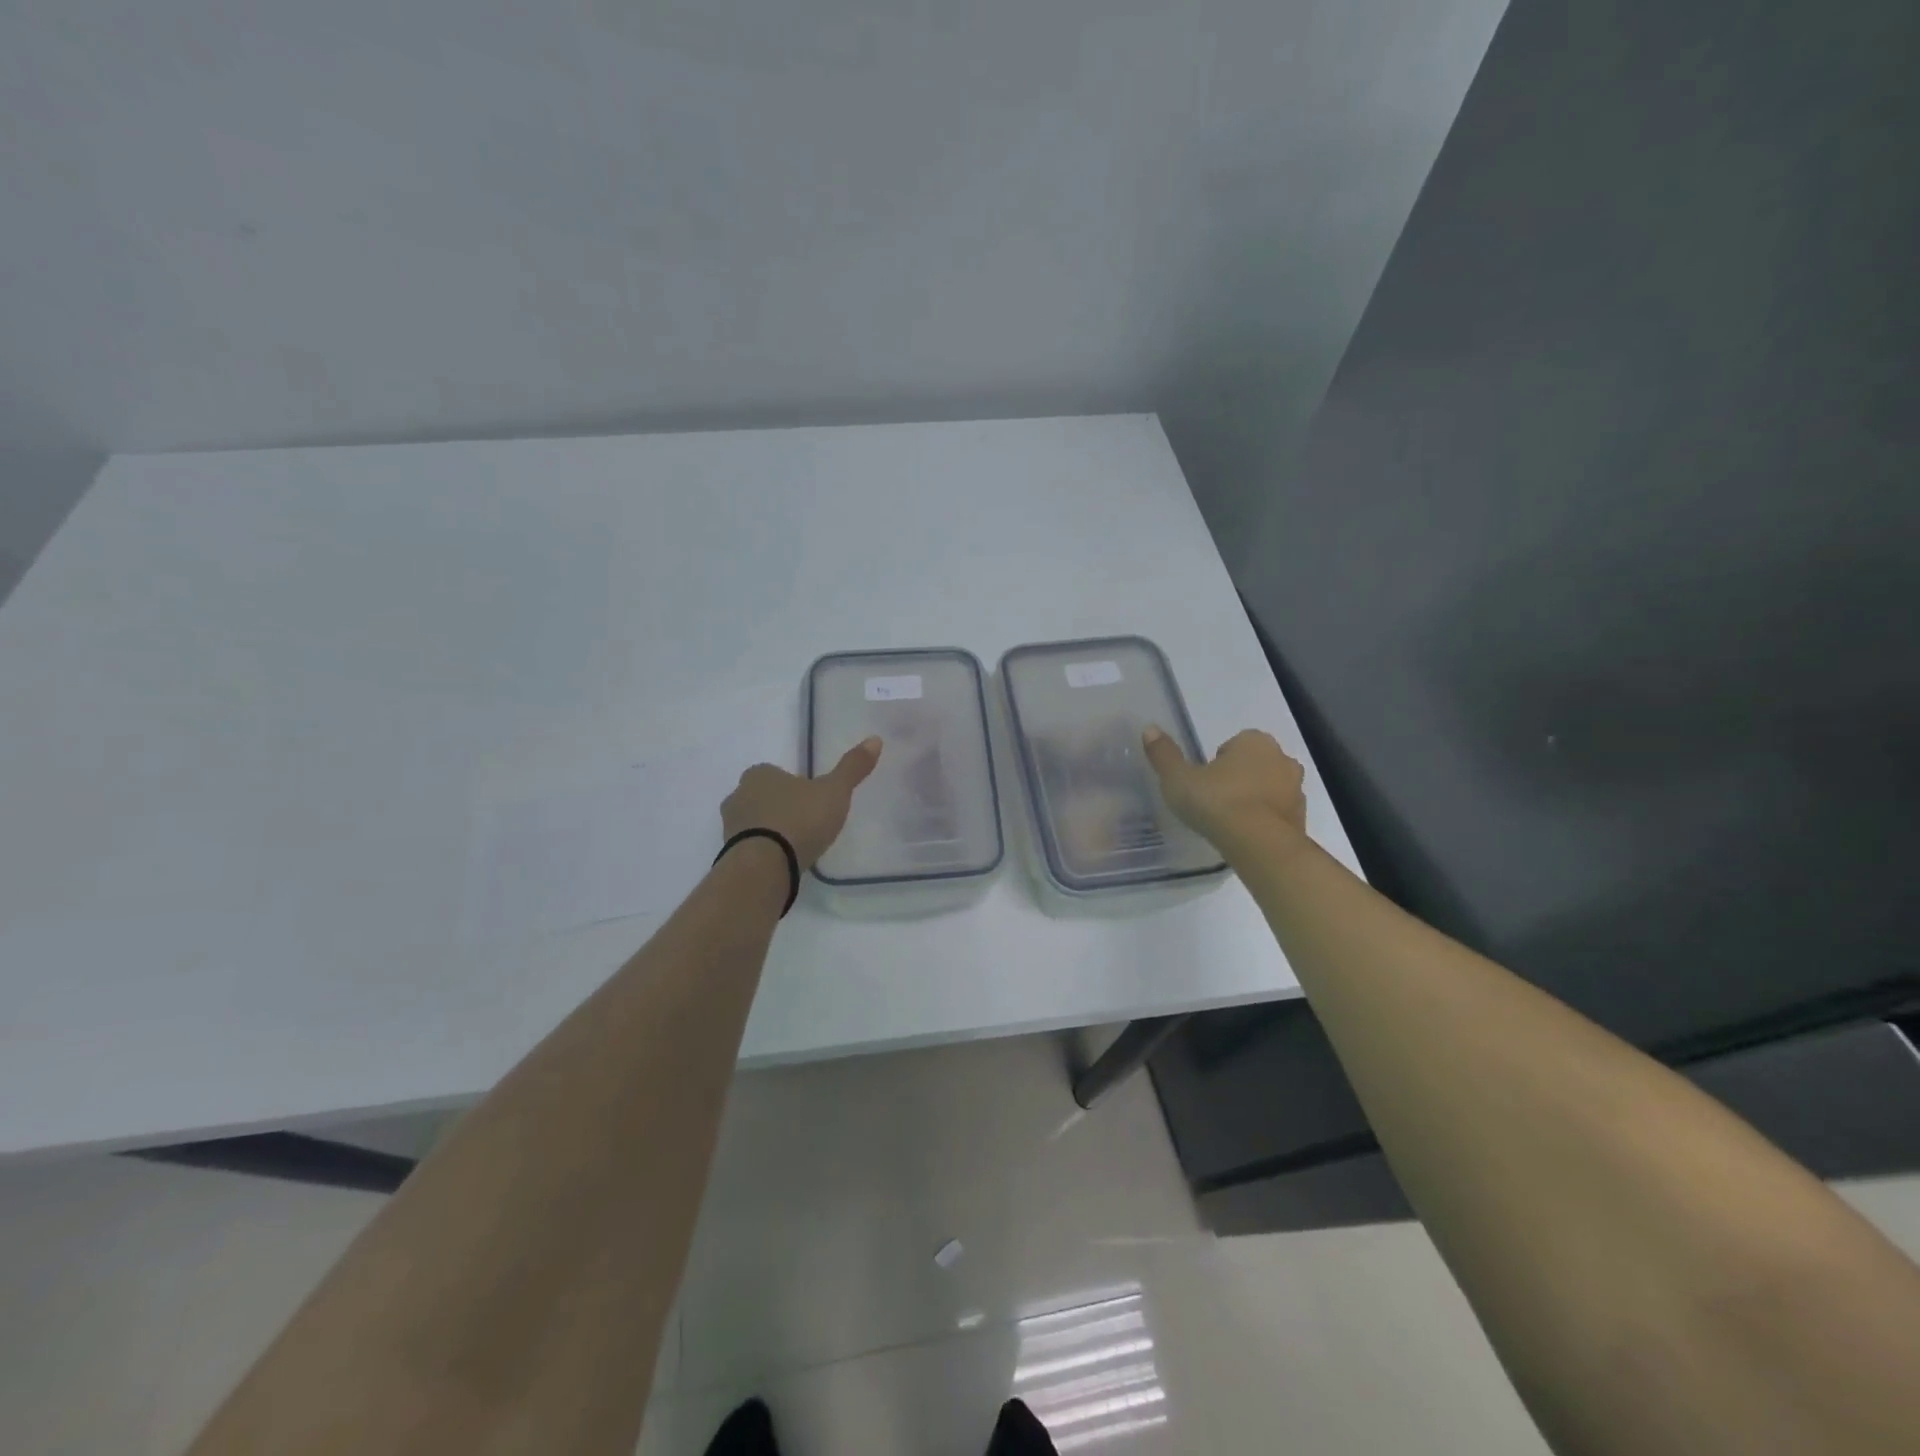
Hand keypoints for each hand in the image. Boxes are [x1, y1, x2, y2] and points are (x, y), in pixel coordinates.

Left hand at [721, 736, 882, 869]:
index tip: (813, 802)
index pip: (776, 774)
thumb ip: (852, 768)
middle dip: (780, 808)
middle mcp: (738, 795)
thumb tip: (875, 739)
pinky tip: (782, 863)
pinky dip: (764, 852)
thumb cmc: (800, 820)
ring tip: (796, 847)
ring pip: (754, 823)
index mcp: (759, 774)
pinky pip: (750, 847)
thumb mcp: (834, 792)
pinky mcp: (730, 854)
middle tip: (806, 824)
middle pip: (762, 798)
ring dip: (770, 831)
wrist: (764, 866)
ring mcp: (729, 826)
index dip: (795, 786)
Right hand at [1141, 725, 1308, 860]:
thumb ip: (1164, 754)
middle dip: (1238, 778)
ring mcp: (1296, 789)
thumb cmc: (1217, 802)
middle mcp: (1281, 758)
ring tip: (1228, 821)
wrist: (1260, 845)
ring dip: (1253, 799)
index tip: (1203, 783)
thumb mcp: (1178, 779)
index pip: (1232, 745)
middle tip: (1214, 801)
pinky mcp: (1302, 818)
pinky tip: (1245, 836)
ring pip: (1268, 788)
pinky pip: (1277, 814)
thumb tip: (1149, 728)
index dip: (1216, 763)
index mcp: (1254, 741)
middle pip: (1253, 764)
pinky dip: (1264, 821)